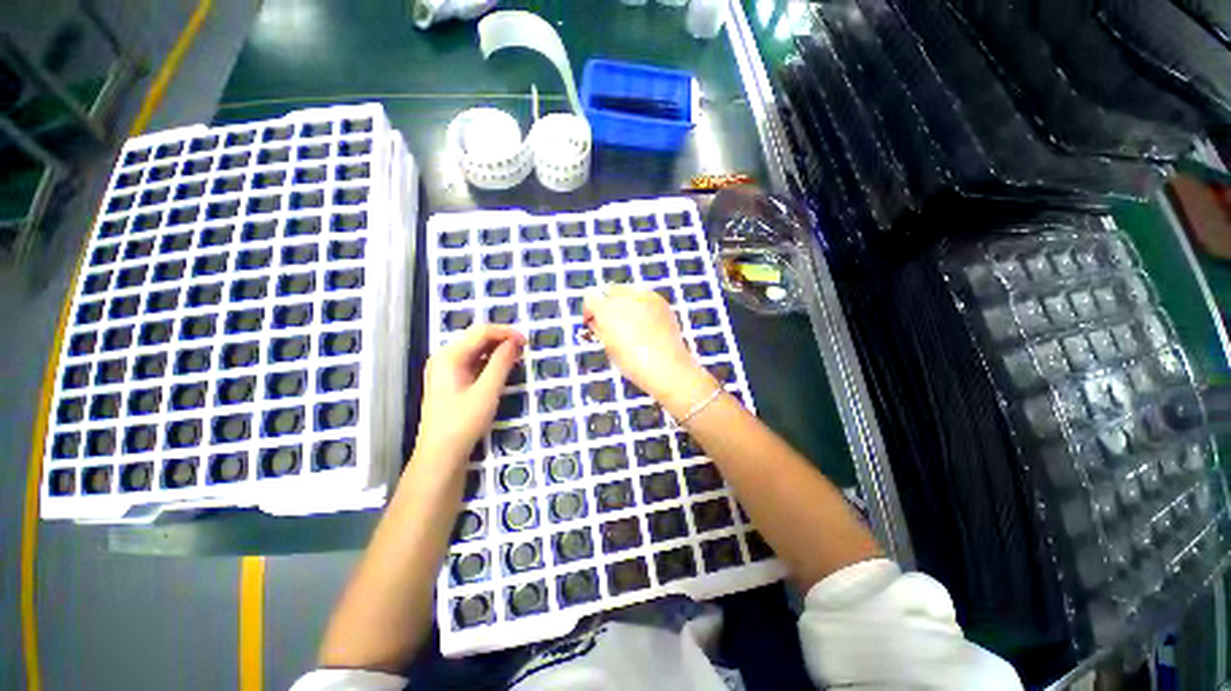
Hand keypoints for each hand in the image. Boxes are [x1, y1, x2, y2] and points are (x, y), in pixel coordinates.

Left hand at [414, 325, 525, 467]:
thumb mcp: (487, 391)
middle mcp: (445, 357)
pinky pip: (474, 363)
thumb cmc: (463, 422)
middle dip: (502, 339)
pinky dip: (490, 362)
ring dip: (498, 350)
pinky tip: (503, 368)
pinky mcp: (451, 381)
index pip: (481, 332)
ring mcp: (446, 370)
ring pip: (476, 350)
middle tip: (524, 348)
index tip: (527, 341)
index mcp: (449, 356)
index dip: (506, 332)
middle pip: (477, 338)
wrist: (440, 455)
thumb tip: (514, 342)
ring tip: (518, 356)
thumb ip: (501, 363)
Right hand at [583, 286, 715, 415]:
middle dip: (608, 304)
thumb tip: (597, 321)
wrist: (667, 367)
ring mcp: (645, 296)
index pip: (590, 299)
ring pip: (628, 291)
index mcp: (607, 310)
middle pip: (610, 291)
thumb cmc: (633, 363)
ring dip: (625, 303)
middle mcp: (625, 297)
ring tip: (632, 324)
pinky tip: (647, 324)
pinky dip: (642, 306)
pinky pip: (645, 297)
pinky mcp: (661, 301)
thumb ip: (599, 329)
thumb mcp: (608, 347)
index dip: (590, 312)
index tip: (593, 323)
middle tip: (613, 323)